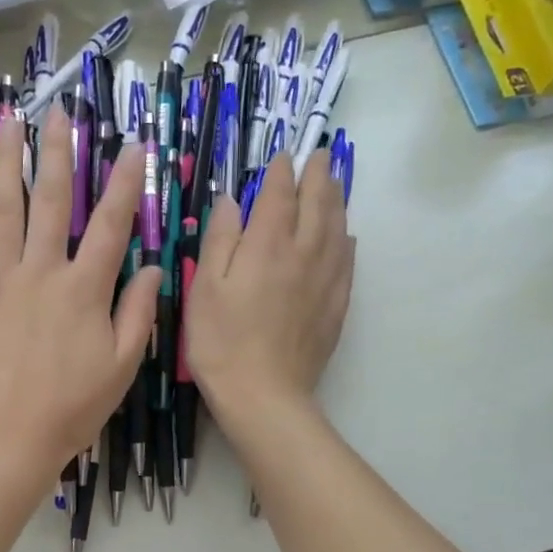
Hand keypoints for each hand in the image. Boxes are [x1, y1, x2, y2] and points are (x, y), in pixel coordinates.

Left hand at [0, 111, 159, 487]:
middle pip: (52, 200)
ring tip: (10, 122)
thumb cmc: (70, 407)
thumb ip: (138, 313)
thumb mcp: (122, 366)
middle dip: (59, 152)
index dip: (124, 182)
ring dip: (7, 161)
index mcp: (85, 289)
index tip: (132, 145)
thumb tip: (154, 267)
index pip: (110, 224)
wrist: (6, 437)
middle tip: (59, 111)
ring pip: (3, 208)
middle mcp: (42, 271)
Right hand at [185, 153, 353, 435]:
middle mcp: (303, 254)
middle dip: (317, 177)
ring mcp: (325, 280)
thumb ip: (220, 239)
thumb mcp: (205, 288)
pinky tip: (347, 237)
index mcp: (267, 245)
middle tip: (319, 157)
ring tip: (336, 183)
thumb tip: (231, 200)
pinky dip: (347, 241)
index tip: (282, 156)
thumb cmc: (221, 342)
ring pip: (338, 229)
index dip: (280, 173)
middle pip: (317, 205)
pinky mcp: (336, 306)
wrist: (264, 395)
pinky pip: (347, 262)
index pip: (278, 196)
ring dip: (337, 201)